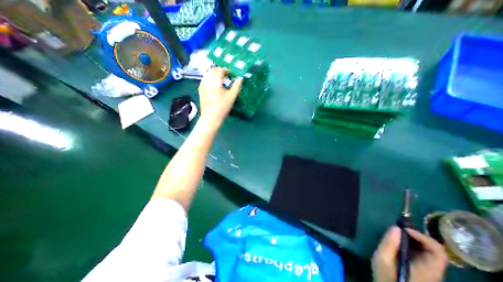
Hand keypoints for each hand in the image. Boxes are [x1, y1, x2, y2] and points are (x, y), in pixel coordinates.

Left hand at [197, 67, 242, 125]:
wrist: (211, 117)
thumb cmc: (222, 107)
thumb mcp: (232, 96)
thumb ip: (236, 86)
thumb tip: (240, 78)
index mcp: (215, 81)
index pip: (219, 70)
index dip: (226, 70)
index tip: (231, 74)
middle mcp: (207, 81)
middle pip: (212, 70)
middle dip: (220, 71)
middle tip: (226, 77)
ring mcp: (202, 85)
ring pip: (208, 75)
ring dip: (215, 75)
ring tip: (221, 81)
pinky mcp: (200, 90)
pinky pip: (205, 80)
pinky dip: (211, 80)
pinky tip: (215, 87)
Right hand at [372, 226, 447, 281]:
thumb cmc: (387, 279)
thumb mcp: (382, 259)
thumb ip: (389, 243)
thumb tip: (395, 227)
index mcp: (428, 270)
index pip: (438, 251)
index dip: (422, 236)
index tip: (403, 229)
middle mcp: (434, 272)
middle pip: (434, 250)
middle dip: (416, 236)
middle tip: (398, 230)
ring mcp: (429, 274)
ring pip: (428, 253)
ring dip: (413, 241)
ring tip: (395, 236)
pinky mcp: (423, 274)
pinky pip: (422, 256)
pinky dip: (411, 246)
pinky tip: (397, 245)